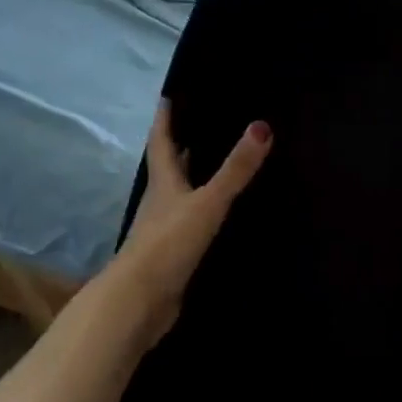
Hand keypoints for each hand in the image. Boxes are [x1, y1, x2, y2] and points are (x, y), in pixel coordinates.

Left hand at [113, 101, 271, 344]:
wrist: (139, 302)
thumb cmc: (168, 244)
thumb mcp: (207, 202)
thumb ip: (235, 169)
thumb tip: (262, 126)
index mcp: (164, 184)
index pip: (162, 143)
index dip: (164, 121)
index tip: (167, 98)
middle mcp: (160, 203)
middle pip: (169, 168)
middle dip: (181, 147)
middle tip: (200, 125)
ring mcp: (163, 231)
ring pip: (178, 197)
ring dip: (191, 180)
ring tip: (213, 164)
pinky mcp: (172, 256)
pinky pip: (189, 225)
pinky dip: (201, 212)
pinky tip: (218, 214)